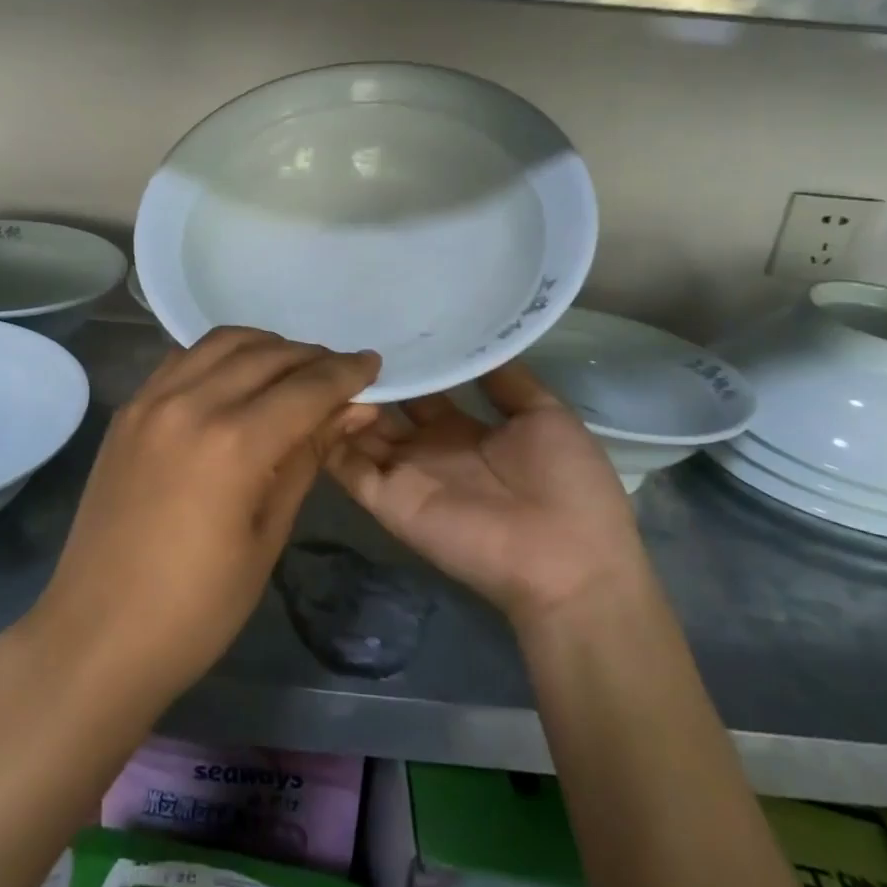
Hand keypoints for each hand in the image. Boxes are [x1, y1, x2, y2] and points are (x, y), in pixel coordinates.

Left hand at [26, 328, 379, 710]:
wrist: (97, 634)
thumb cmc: (196, 607)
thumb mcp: (267, 535)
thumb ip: (307, 458)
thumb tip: (353, 410)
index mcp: (233, 443)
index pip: (306, 388)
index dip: (346, 373)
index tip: (373, 365)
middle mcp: (190, 403)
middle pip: (266, 355)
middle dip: (311, 357)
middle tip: (339, 373)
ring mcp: (150, 401)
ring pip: (221, 342)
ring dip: (265, 346)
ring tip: (291, 370)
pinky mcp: (127, 410)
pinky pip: (182, 359)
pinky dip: (219, 356)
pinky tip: (235, 379)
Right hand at [327, 364, 646, 633]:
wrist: (567, 561)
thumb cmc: (568, 485)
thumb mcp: (547, 417)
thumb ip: (509, 382)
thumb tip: (482, 340)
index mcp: (462, 428)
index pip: (421, 390)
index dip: (405, 364)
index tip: (383, 326)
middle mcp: (427, 448)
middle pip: (385, 409)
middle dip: (366, 379)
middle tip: (339, 336)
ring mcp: (404, 473)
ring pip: (358, 432)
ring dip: (342, 401)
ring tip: (320, 360)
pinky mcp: (388, 499)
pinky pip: (348, 466)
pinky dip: (331, 436)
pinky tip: (319, 399)